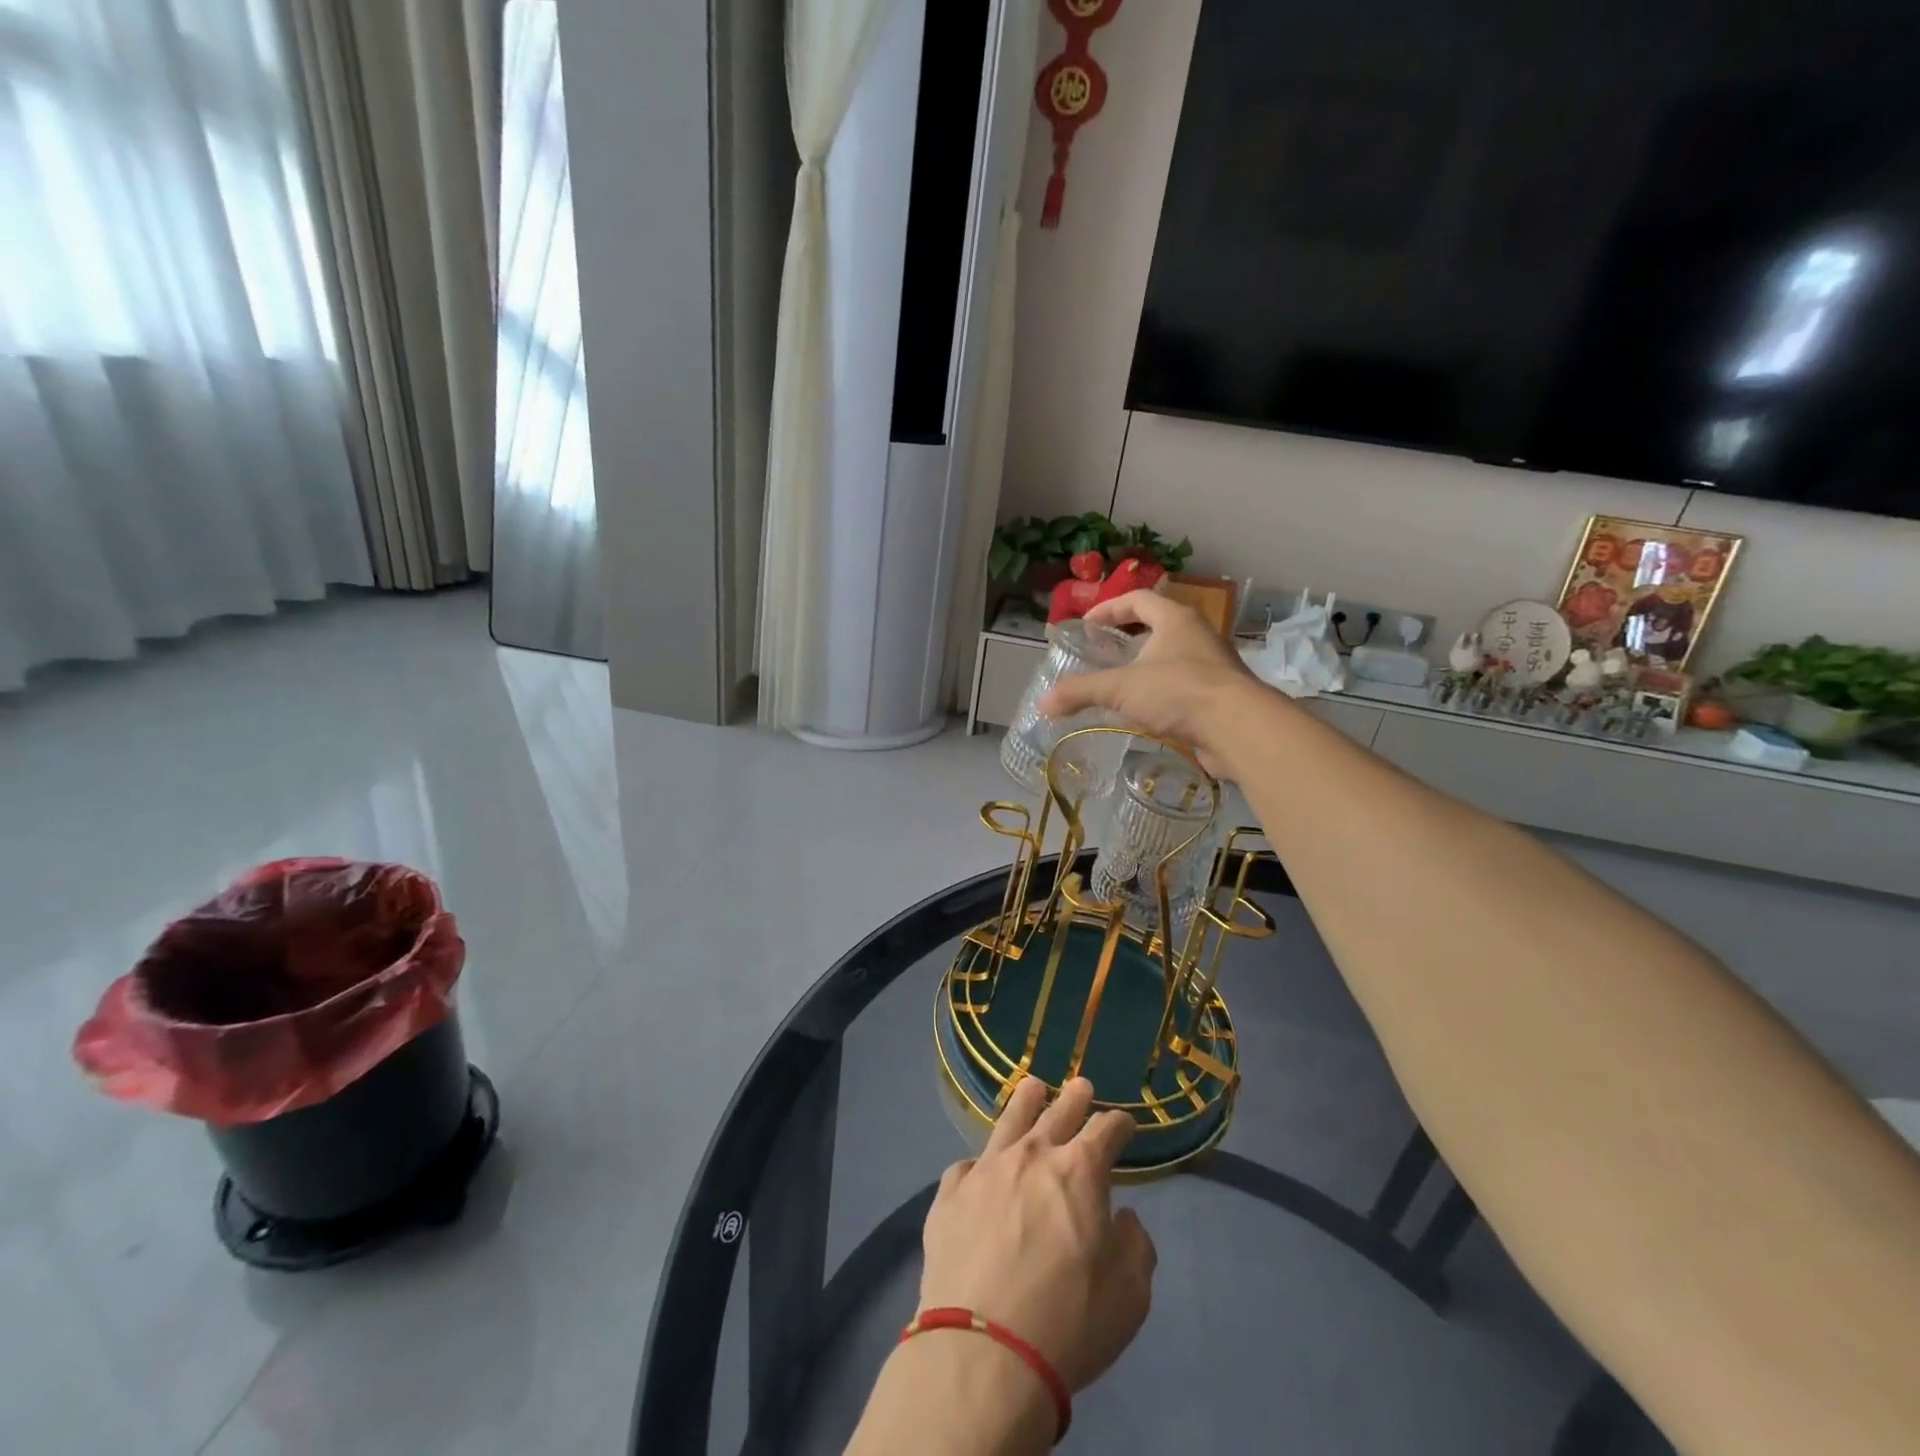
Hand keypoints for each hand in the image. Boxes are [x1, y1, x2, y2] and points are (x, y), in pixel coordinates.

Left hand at [919, 1076, 1156, 1393]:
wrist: (984, 1350)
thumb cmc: (1069, 1322)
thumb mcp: (1129, 1294)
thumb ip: (1134, 1245)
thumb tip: (1122, 1217)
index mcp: (1078, 1171)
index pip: (1105, 1130)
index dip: (1118, 1124)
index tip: (1124, 1123)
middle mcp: (1031, 1156)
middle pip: (1057, 1113)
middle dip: (1074, 1098)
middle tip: (1081, 1085)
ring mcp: (986, 1170)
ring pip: (1009, 1121)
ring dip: (1025, 1102)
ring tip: (1032, 1087)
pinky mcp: (949, 1194)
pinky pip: (967, 1166)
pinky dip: (980, 1165)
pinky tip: (980, 1167)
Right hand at [1038, 590, 1272, 773]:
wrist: (1238, 728)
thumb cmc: (1178, 692)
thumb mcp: (1121, 689)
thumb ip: (1081, 692)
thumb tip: (1043, 703)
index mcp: (1175, 619)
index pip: (1139, 599)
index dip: (1109, 608)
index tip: (1087, 624)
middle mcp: (1197, 635)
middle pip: (1158, 625)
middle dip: (1129, 637)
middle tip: (1103, 651)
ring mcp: (1212, 665)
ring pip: (1172, 657)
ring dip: (1146, 666)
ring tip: (1120, 684)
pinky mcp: (1219, 695)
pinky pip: (1183, 685)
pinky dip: (1161, 692)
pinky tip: (1145, 711)